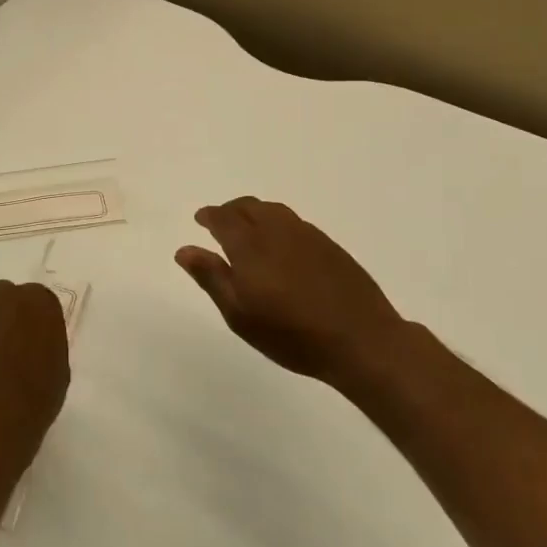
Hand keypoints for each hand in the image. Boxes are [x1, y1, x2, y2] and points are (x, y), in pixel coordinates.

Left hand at [0, 281, 70, 462]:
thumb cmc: (36, 397)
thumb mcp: (58, 367)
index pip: (37, 299)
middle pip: (3, 295)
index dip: (33, 319)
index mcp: (38, 301)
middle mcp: (2, 297)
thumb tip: (32, 342)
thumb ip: (45, 341)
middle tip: (8, 345)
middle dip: (5, 314)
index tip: (33, 339)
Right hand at [177, 196, 412, 389]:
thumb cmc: (292, 334)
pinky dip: (277, 223)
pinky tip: (281, 245)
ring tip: (248, 230)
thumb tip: (184, 249)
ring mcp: (307, 235)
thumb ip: (211, 277)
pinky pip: (294, 222)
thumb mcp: (240, 314)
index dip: (210, 215)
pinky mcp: (329, 245)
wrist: (361, 340)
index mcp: (250, 245)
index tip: (200, 219)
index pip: (224, 218)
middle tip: (220, 223)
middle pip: (249, 206)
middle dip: (230, 210)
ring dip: (255, 213)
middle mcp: (277, 230)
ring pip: (274, 211)